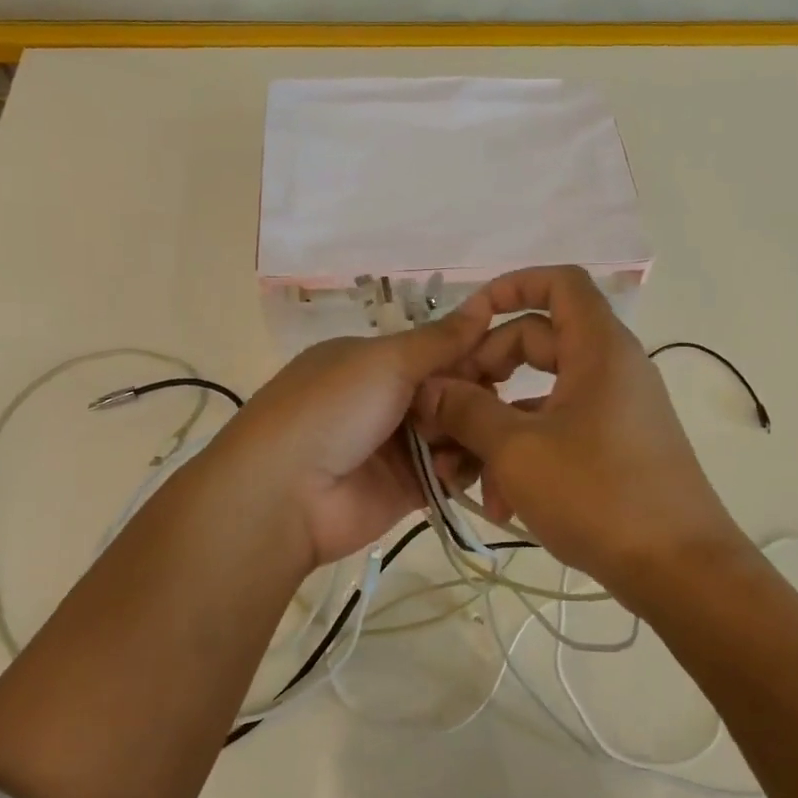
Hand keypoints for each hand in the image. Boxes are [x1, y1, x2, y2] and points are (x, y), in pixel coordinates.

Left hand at [211, 302, 487, 567]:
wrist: (285, 494)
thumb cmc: (333, 409)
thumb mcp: (385, 361)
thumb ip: (440, 339)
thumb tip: (484, 304)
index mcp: (374, 361)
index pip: (438, 350)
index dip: (475, 351)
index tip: (512, 358)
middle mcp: (386, 399)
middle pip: (452, 391)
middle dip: (475, 396)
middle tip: (490, 406)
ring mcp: (397, 445)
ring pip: (456, 432)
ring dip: (468, 433)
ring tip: (466, 440)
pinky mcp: (408, 487)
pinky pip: (450, 472)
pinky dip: (458, 468)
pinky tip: (451, 469)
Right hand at [413, 266, 747, 599]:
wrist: (679, 570)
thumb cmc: (598, 495)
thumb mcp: (518, 450)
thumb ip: (467, 411)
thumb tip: (431, 389)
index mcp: (598, 348)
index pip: (559, 282)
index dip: (511, 286)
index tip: (467, 318)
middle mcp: (610, 369)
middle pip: (538, 342)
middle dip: (485, 374)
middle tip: (448, 410)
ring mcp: (615, 411)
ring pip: (541, 397)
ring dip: (496, 428)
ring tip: (462, 476)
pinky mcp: (615, 449)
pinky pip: (559, 432)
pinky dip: (525, 456)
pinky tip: (499, 504)